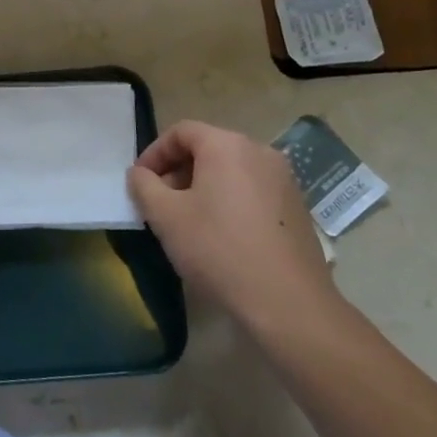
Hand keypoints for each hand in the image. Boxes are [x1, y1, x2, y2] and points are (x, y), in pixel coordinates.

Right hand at [127, 121, 342, 338]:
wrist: (289, 305)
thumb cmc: (219, 250)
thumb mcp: (165, 217)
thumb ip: (144, 186)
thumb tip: (139, 174)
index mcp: (227, 145)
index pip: (181, 132)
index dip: (154, 153)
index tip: (140, 181)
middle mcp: (260, 152)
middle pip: (208, 149)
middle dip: (178, 172)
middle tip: (160, 204)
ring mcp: (284, 180)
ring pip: (231, 171)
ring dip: (203, 188)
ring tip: (188, 222)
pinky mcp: (298, 209)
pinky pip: (253, 192)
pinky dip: (230, 202)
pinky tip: (222, 237)